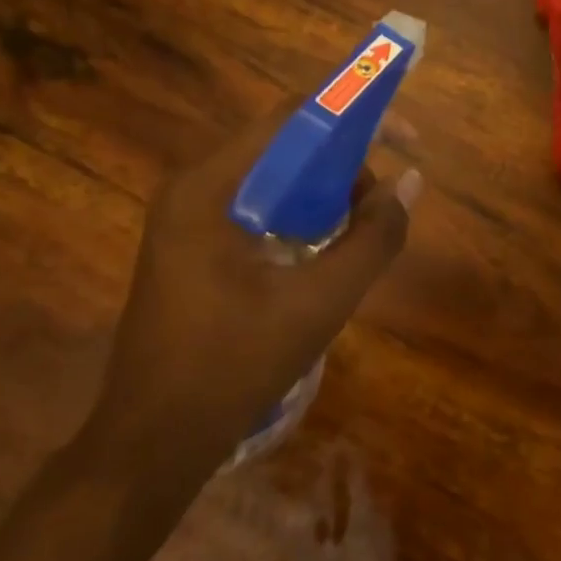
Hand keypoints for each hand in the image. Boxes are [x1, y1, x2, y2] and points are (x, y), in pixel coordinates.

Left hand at [88, 108, 420, 481]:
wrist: (150, 445)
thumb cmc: (232, 367)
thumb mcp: (319, 303)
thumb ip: (373, 238)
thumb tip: (410, 180)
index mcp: (210, 187)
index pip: (291, 119)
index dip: (354, 115)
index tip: (403, 135)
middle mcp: (193, 187)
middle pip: (283, 145)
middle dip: (343, 160)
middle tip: (383, 198)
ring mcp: (187, 217)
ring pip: (272, 177)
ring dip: (323, 190)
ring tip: (359, 229)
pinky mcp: (192, 244)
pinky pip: (257, 207)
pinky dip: (298, 214)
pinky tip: (323, 250)